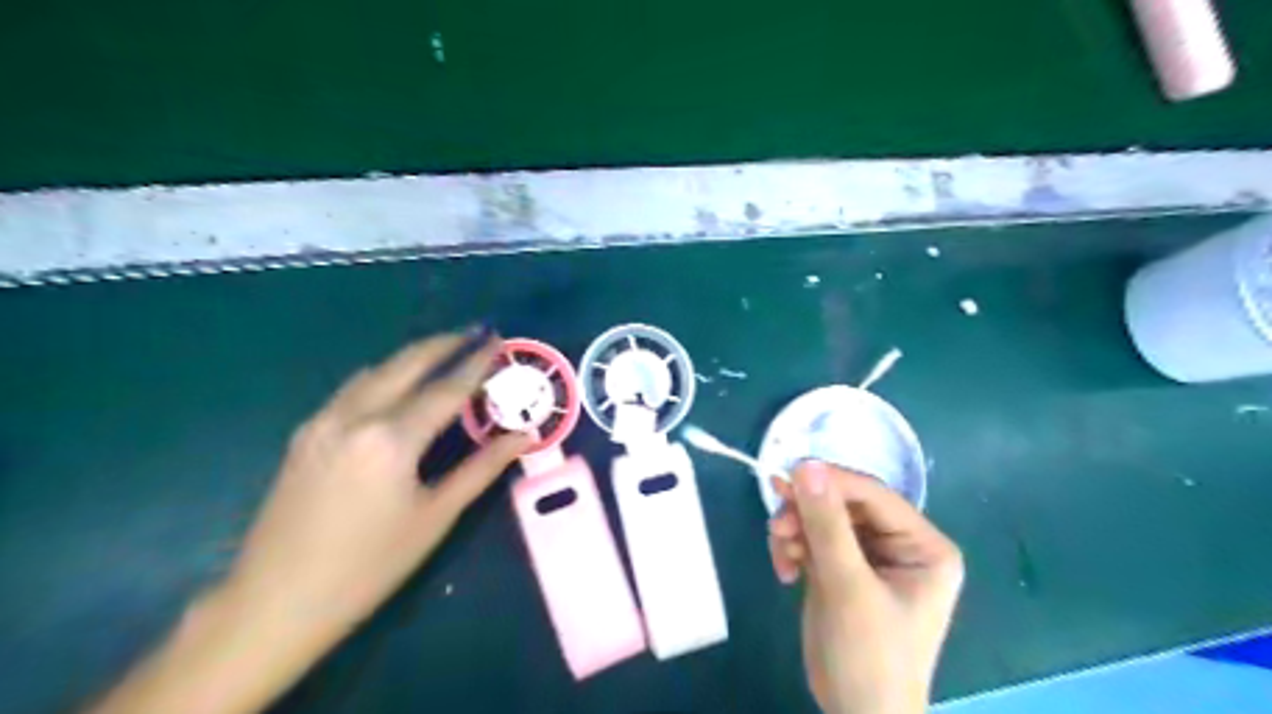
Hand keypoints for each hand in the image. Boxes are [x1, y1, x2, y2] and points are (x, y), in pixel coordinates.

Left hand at [224, 331, 532, 637]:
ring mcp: (322, 421)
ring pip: (375, 371)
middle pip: (406, 364)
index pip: (447, 389)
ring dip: (412, 357)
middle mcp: (354, 415)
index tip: (498, 342)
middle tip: (474, 333)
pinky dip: (384, 375)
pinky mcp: (305, 435)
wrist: (274, 604)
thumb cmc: (368, 566)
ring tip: (443, 354)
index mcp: (391, 438)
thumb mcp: (435, 517)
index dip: (477, 364)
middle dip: (443, 344)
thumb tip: (523, 437)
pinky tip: (398, 386)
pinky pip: (352, 389)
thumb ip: (482, 468)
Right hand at [764, 464, 965, 713]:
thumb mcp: (848, 587)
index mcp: (923, 545)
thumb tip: (806, 464)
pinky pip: (812, 539)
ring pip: (823, 519)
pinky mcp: (842, 569)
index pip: (873, 494)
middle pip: (844, 504)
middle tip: (777, 525)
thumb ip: (826, 524)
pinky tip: (784, 570)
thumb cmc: (869, 657)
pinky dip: (793, 548)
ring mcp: (869, 557)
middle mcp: (900, 544)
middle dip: (807, 513)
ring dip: (796, 531)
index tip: (786, 480)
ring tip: (781, 555)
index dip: (830, 482)